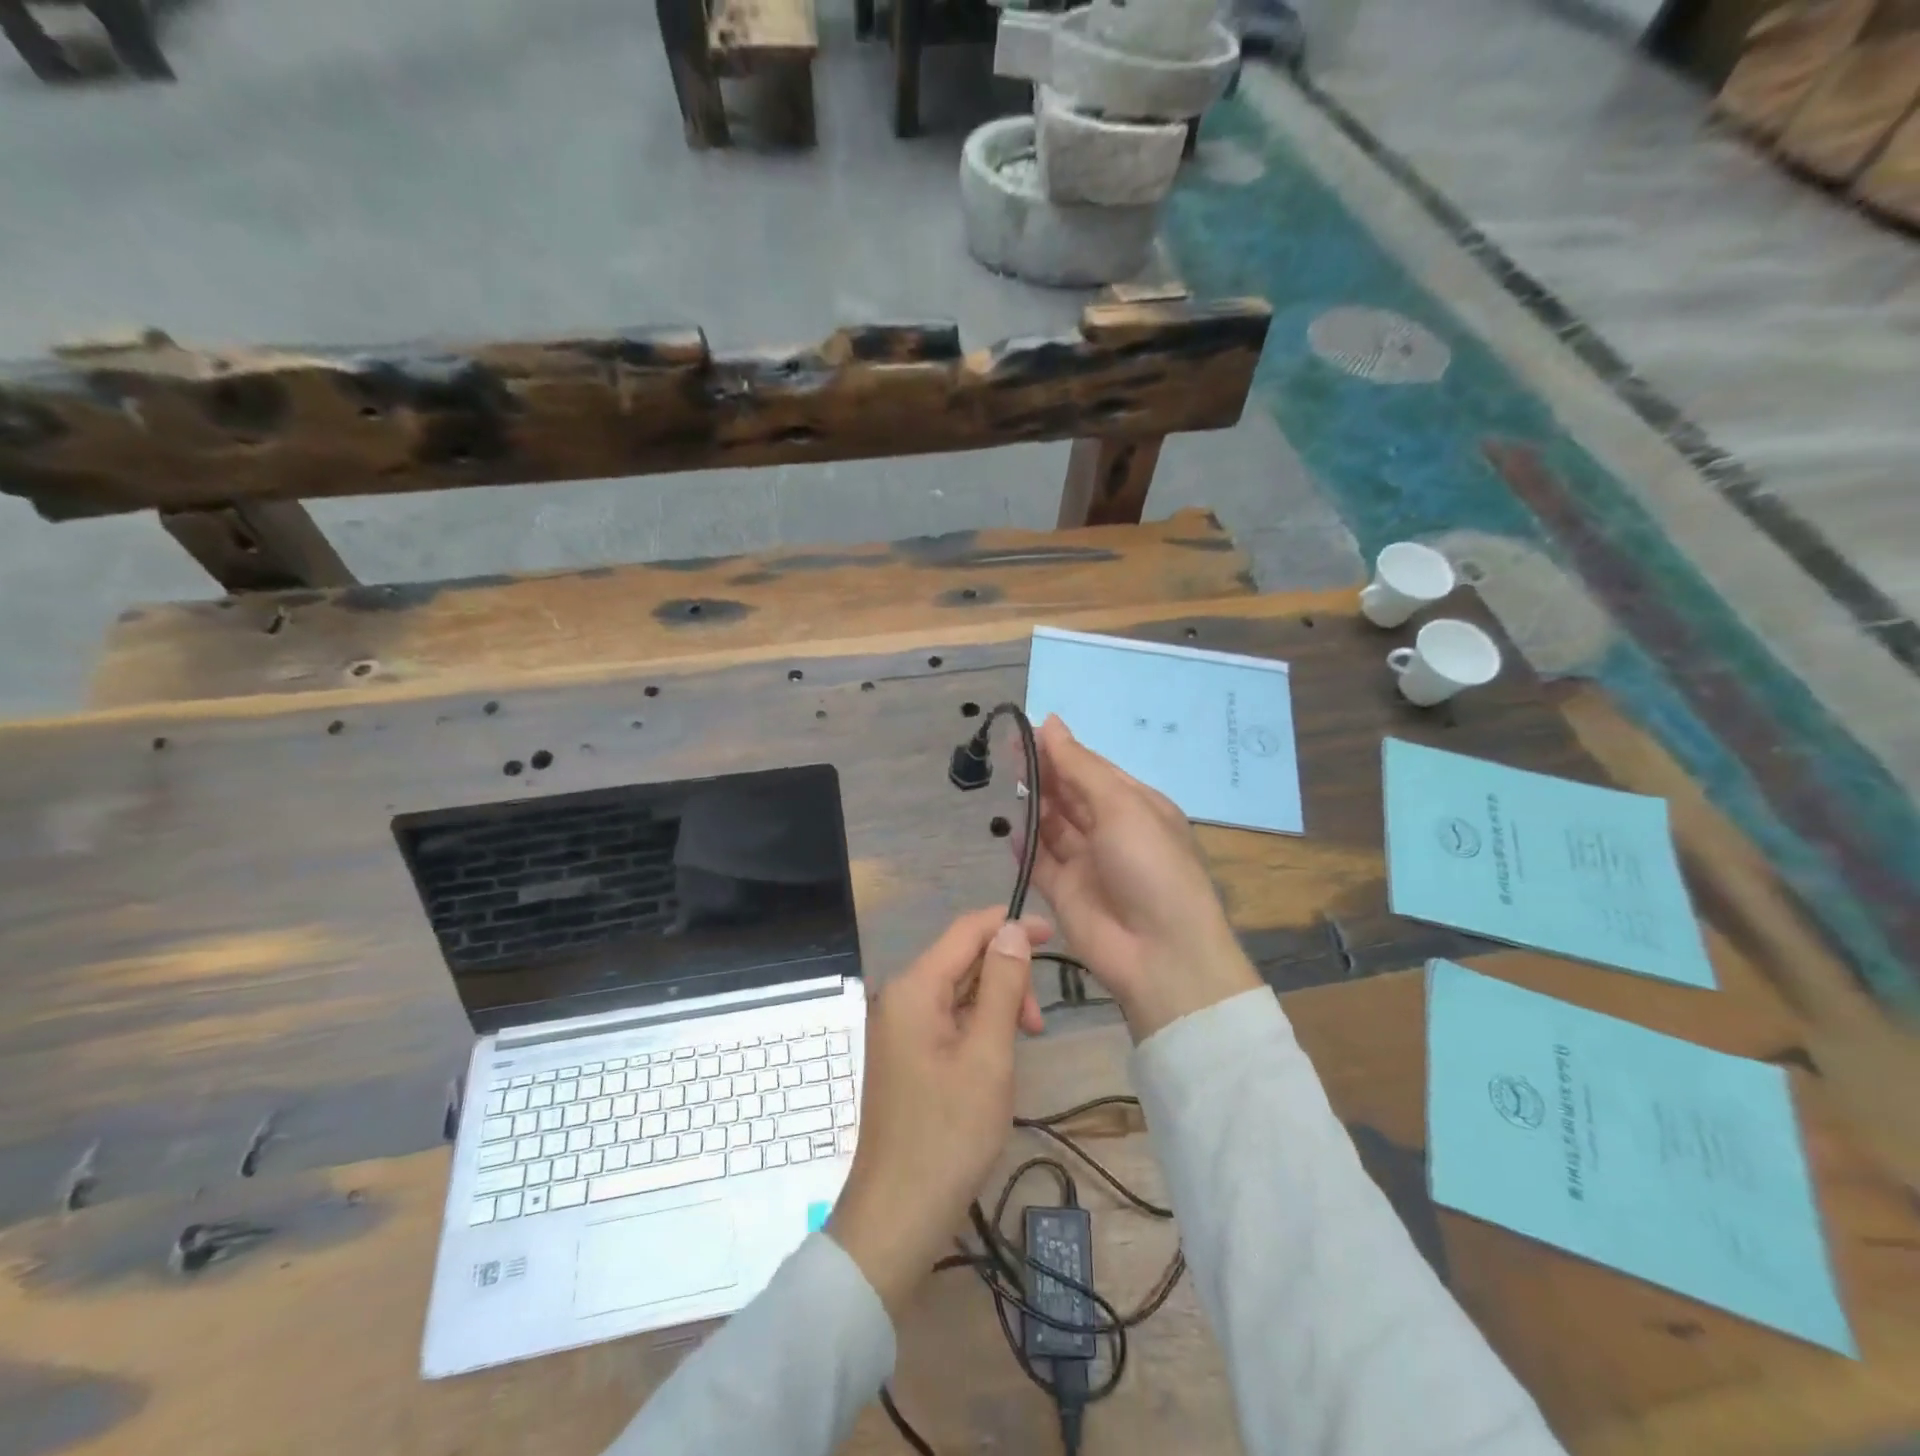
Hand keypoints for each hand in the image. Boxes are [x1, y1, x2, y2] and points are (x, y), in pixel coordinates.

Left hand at [827, 909, 1048, 1319]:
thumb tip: (1012, 928)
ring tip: (1023, 1044)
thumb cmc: (948, 1134)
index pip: (965, 931)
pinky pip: (946, 1019)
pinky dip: (977, 1027)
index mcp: (913, 988)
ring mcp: (898, 1027)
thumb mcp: (987, 1055)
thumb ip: (1002, 985)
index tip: (1054, 935)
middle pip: (961, 960)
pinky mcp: (905, 1054)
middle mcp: (899, 997)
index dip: (1009, 925)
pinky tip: (997, 1057)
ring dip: (995, 1005)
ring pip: (957, 991)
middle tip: (1038, 1024)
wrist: (897, 1215)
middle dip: (1006, 976)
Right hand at [1030, 715, 1260, 1040]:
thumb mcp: (1121, 806)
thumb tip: (1051, 722)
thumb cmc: (1150, 866)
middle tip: (1009, 748)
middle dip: (1043, 772)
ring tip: (1006, 779)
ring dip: (1033, 804)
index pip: (1092, 769)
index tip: (1027, 729)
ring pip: (1053, 825)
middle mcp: (1111, 830)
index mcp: (1135, 805)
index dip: (1061, 749)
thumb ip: (1079, 767)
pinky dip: (1025, 846)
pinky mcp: (1065, 893)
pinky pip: (1040, 862)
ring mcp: (1087, 863)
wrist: (1160, 954)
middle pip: (1070, 794)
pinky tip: (1010, 829)